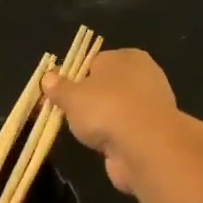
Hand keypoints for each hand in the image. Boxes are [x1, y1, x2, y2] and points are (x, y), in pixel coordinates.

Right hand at [42, 48, 178, 193]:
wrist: (145, 145)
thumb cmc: (105, 108)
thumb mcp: (71, 96)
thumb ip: (58, 87)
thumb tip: (48, 77)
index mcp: (126, 56)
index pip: (94, 62)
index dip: (73, 79)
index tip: (59, 96)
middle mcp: (144, 75)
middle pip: (106, 86)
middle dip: (88, 100)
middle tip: (69, 114)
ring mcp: (152, 103)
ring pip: (117, 109)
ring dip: (102, 120)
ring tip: (85, 133)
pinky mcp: (155, 130)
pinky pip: (126, 129)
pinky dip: (115, 136)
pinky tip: (104, 145)